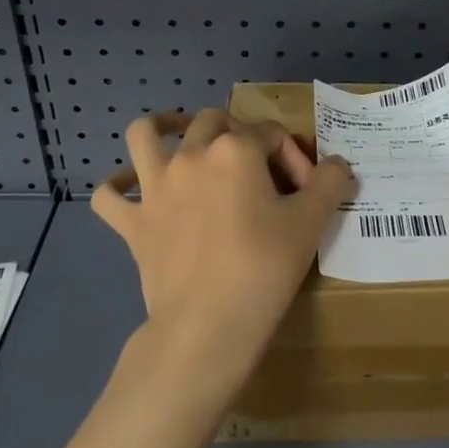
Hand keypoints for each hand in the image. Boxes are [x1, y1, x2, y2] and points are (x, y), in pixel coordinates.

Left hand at [92, 109, 354, 394]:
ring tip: (179, 137)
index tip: (307, 193)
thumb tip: (339, 164)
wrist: (208, 326)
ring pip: (145, 135)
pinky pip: (109, 196)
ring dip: (162, 129)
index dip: (294, 157)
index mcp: (234, 149)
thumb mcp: (311, 222)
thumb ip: (330, 182)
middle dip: (238, 135)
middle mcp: (190, 156)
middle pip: (213, 121)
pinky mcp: (133, 222)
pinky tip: (130, 189)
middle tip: (255, 169)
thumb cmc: (264, 268)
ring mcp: (155, 187)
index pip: (271, 134)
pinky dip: (117, 187)